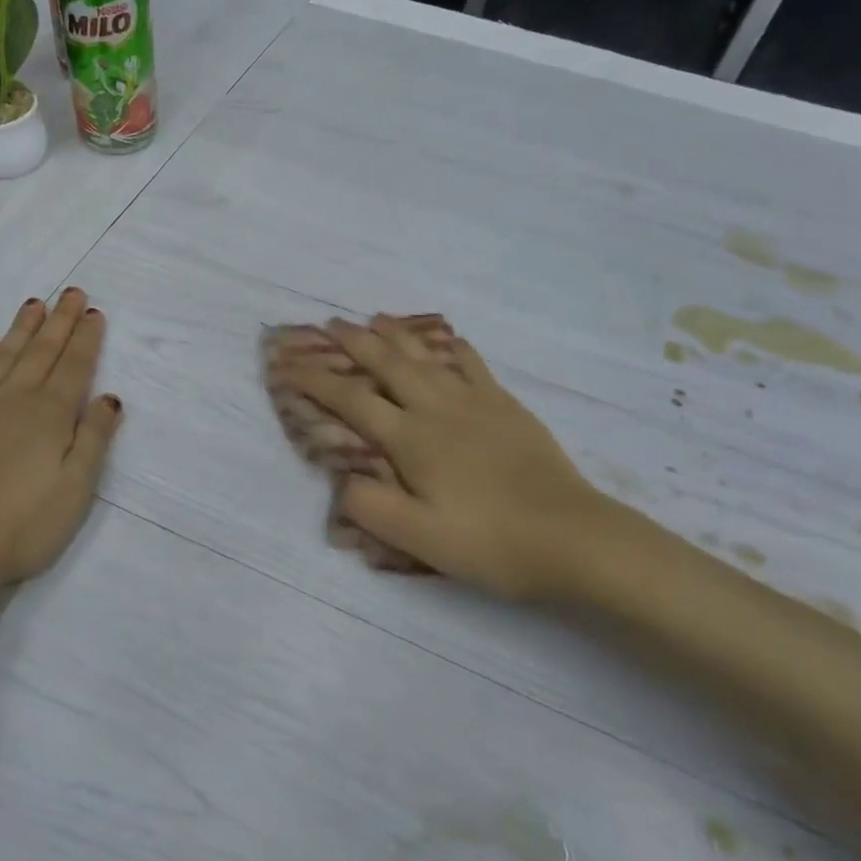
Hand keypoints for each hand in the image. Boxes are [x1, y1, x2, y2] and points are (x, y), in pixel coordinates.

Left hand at [0, 289, 122, 593]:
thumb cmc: (18, 527)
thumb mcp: (74, 491)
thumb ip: (94, 440)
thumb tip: (109, 398)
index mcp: (50, 414)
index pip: (74, 365)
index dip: (86, 338)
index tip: (94, 313)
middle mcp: (13, 397)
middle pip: (42, 350)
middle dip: (60, 320)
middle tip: (72, 293)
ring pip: (5, 353)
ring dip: (24, 327)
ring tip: (36, 304)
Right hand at [274, 316, 635, 600]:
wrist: (573, 537)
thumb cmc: (490, 542)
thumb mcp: (420, 539)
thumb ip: (371, 507)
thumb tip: (342, 478)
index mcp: (411, 438)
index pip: (350, 400)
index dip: (314, 380)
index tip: (287, 364)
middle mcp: (437, 408)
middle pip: (386, 363)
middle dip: (352, 341)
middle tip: (328, 323)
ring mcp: (475, 401)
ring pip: (426, 355)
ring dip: (395, 334)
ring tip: (375, 319)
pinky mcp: (506, 406)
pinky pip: (472, 364)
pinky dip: (451, 348)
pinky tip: (448, 342)